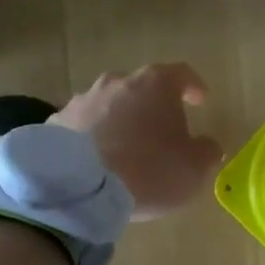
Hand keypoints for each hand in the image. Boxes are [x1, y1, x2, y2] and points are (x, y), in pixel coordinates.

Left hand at [52, 63, 223, 219]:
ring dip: (120, 119)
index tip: (200, 100)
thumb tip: (208, 146)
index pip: (182, 74)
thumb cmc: (149, 172)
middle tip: (160, 130)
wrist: (80, 190)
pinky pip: (82, 125)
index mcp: (155, 84)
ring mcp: (82, 100)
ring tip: (125, 147)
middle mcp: (117, 82)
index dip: (193, 86)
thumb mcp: (194, 169)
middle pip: (141, 87)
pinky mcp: (56, 123)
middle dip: (152, 105)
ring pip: (109, 104)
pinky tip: (94, 160)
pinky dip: (92, 136)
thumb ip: (207, 152)